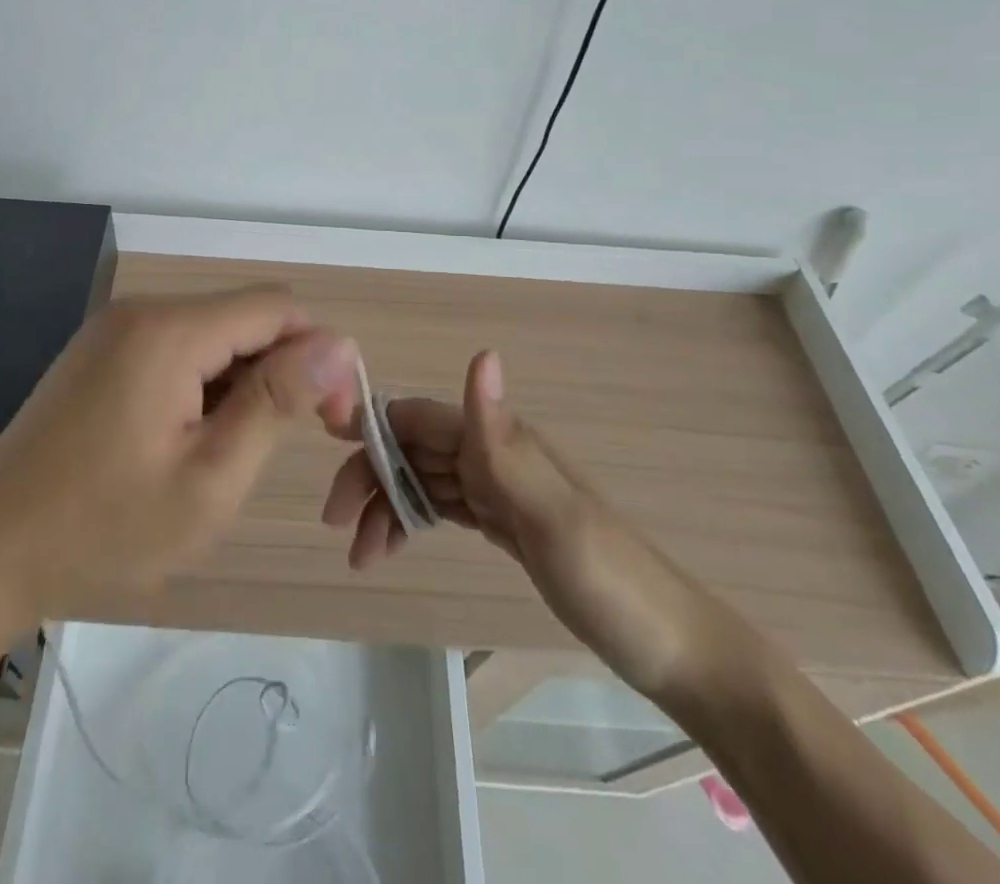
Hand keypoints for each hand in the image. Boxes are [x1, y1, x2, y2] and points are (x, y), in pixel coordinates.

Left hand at [0, 287, 358, 625]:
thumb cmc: (103, 527)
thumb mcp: (210, 478)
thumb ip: (277, 402)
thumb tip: (339, 344)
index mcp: (170, 330)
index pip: (277, 308)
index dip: (318, 354)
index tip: (331, 420)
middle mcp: (142, 311)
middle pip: (244, 317)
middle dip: (280, 369)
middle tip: (279, 447)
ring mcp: (114, 329)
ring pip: (212, 334)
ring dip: (240, 382)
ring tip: (224, 454)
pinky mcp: (99, 353)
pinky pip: (175, 349)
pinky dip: (202, 384)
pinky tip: (185, 440)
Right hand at [319, 350, 729, 701]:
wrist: (673, 649)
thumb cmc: (610, 581)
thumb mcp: (553, 515)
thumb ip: (504, 441)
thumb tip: (481, 352)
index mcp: (500, 443)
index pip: (417, 419)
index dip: (371, 428)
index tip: (326, 451)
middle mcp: (495, 455)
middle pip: (412, 450)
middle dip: (371, 478)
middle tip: (338, 526)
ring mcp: (500, 490)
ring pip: (423, 481)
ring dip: (387, 507)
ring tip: (361, 556)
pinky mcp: (505, 523)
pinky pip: (443, 507)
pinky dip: (412, 521)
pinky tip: (395, 545)